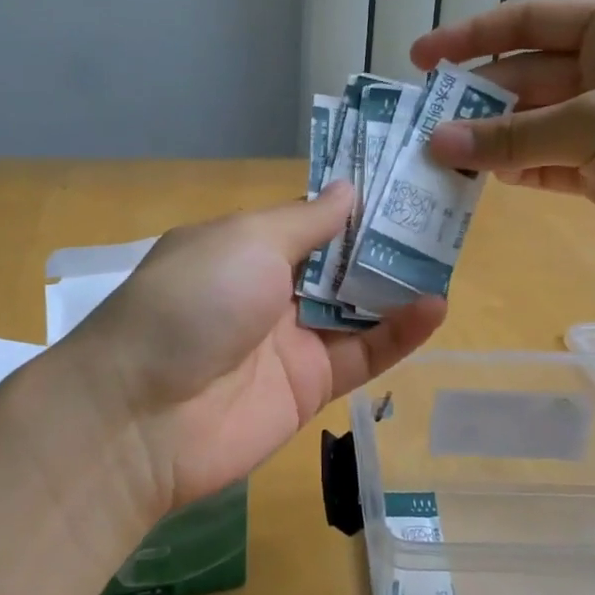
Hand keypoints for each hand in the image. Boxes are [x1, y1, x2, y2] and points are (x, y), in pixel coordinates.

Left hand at [62, 185, 443, 518]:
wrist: (144, 415)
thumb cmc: (192, 302)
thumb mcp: (246, 242)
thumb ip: (305, 221)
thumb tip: (348, 188)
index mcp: (244, 247)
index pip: (309, 220)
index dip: (353, 203)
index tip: (404, 179)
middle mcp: (268, 290)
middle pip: (338, 262)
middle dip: (385, 242)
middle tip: (444, 214)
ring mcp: (290, 340)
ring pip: (356, 307)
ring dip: (399, 285)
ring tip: (450, 257)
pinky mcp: (311, 387)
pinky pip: (362, 354)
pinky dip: (398, 334)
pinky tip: (435, 308)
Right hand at [410, 0, 594, 290]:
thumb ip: (512, 136)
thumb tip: (437, 143)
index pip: (529, 21)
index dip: (471, 37)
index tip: (420, 60)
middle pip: (526, 76)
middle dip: (475, 100)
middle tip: (422, 126)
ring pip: (533, 125)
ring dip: (491, 141)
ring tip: (439, 158)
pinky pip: (549, 163)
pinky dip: (518, 170)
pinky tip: (482, 179)